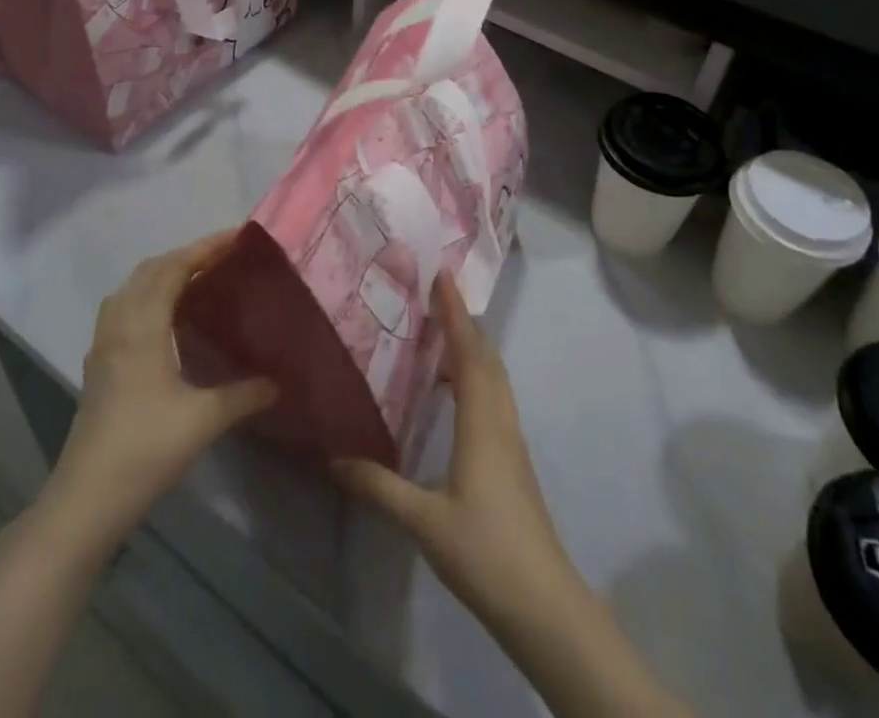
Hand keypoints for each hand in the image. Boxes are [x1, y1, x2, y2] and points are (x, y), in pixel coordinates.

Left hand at [43, 231, 276, 549]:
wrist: (86, 500)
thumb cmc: (146, 448)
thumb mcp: (205, 419)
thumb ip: (244, 394)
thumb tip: (278, 382)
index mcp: (142, 326)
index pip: (173, 267)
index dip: (205, 248)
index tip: (238, 237)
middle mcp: (119, 324)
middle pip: (150, 270)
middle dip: (187, 256)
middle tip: (224, 258)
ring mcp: (103, 345)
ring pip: (132, 288)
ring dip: (163, 274)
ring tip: (198, 281)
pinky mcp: (98, 365)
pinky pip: (122, 310)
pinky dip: (147, 297)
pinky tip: (167, 320)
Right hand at [334, 273, 582, 629]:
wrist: (543, 602)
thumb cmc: (484, 550)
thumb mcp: (423, 521)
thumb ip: (379, 486)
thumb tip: (335, 458)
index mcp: (481, 421)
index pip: (469, 351)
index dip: (455, 312)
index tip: (443, 276)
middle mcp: (500, 419)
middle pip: (486, 356)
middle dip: (463, 322)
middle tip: (434, 298)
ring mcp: (511, 440)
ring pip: (494, 378)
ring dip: (471, 349)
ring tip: (439, 338)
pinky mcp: (514, 459)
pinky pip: (495, 399)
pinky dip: (475, 378)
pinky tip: (453, 397)